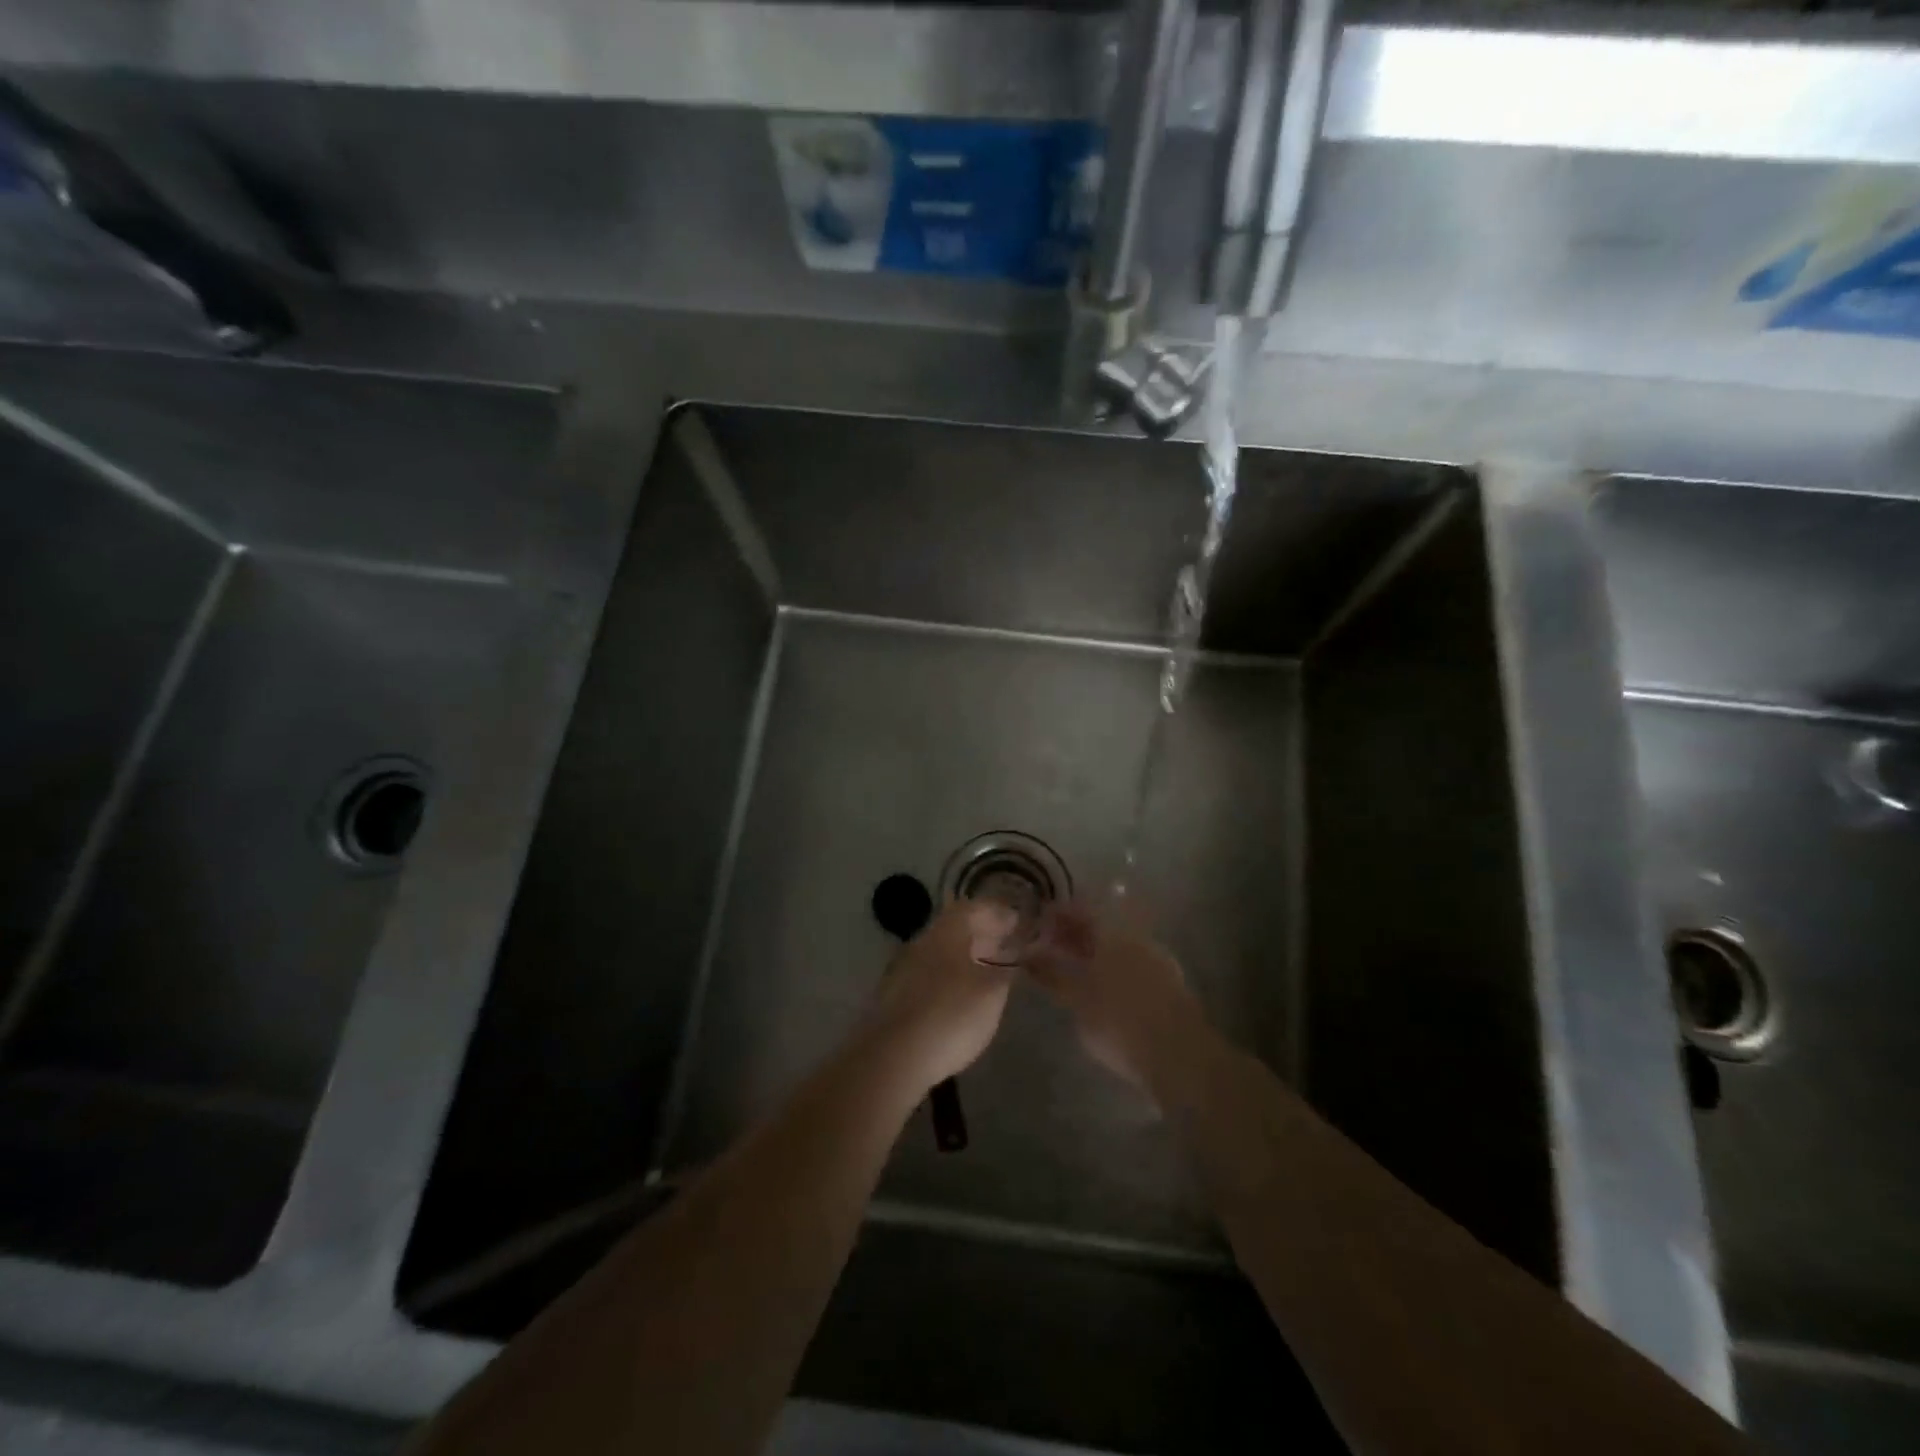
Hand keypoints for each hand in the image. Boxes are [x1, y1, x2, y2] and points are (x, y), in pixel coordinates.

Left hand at [865, 901, 1017, 1090]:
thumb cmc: (950, 1016)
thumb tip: (1014, 958)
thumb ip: (1006, 971)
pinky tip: (962, 994)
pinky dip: (951, 976)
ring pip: (942, 952)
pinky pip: (931, 973)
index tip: (1018, 920)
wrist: (893, 1056)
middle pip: (955, 928)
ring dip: (967, 955)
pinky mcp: (896, 996)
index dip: (998, 912)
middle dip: (983, 933)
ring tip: (990, 970)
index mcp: (946, 932)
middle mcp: (922, 942)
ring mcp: (904, 968)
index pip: (974, 908)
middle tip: (1008, 944)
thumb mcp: (991, 993)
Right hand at [1026, 901, 1212, 1099]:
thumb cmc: (1118, 1021)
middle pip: (1099, 926)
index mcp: (1112, 932)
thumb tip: (1027, 953)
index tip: (1037, 923)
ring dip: (1092, 952)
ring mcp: (1156, 959)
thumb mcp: (1076, 998)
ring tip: (1070, 968)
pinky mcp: (1168, 984)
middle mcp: (1135, 938)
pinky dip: (1111, 968)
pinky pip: (1131, 964)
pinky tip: (1100, 986)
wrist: (1179, 1056)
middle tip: (1048, 945)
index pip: (1079, 909)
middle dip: (1073, 933)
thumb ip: (1051, 972)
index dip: (1057, 914)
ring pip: (1116, 946)